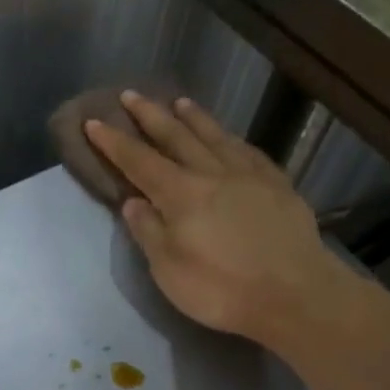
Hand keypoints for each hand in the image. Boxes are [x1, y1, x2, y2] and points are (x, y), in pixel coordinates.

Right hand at [85, 91, 342, 350]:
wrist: (296, 295)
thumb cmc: (223, 289)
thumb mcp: (169, 271)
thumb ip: (149, 232)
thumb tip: (132, 201)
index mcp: (180, 194)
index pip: (138, 161)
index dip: (113, 141)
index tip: (93, 121)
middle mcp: (212, 173)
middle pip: (176, 136)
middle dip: (150, 115)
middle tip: (131, 94)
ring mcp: (249, 175)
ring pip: (215, 136)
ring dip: (193, 118)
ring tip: (179, 102)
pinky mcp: (278, 185)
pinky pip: (248, 151)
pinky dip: (232, 139)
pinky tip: (229, 137)